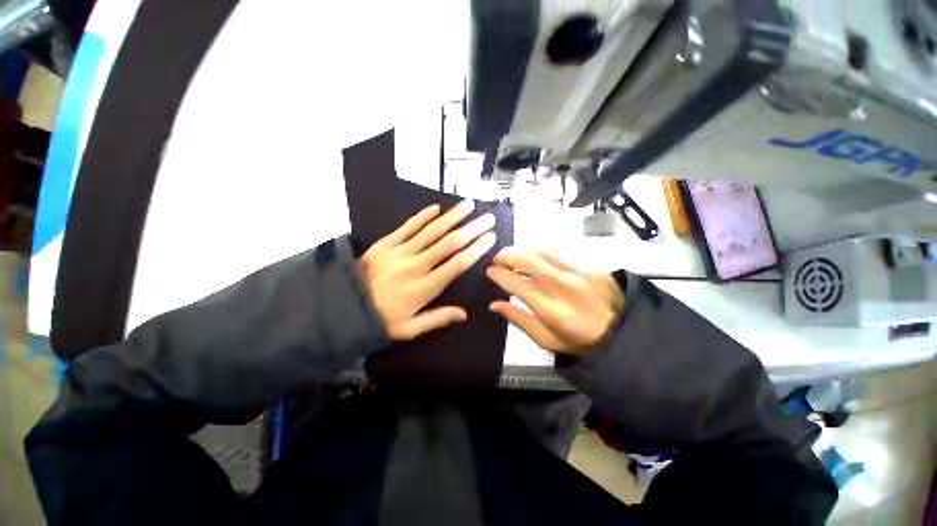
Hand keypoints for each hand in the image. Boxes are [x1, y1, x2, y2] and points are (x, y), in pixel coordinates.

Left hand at [359, 200, 496, 339]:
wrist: (342, 307)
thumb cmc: (379, 319)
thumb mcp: (409, 329)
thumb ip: (437, 319)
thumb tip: (464, 314)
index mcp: (422, 289)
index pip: (456, 265)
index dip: (475, 250)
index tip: (490, 238)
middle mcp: (414, 267)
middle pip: (448, 244)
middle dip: (471, 229)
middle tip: (488, 218)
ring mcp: (398, 252)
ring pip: (431, 231)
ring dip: (452, 217)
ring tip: (468, 205)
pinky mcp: (385, 244)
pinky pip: (406, 227)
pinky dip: (422, 216)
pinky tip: (436, 208)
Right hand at [486, 249, 624, 354]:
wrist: (621, 332)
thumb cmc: (579, 341)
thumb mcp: (546, 339)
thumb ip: (518, 319)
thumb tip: (494, 304)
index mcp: (553, 311)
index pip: (519, 286)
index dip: (500, 275)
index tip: (489, 271)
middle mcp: (566, 287)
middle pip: (530, 261)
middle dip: (508, 255)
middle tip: (497, 258)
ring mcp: (581, 273)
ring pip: (543, 251)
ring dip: (523, 250)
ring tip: (512, 255)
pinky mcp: (590, 265)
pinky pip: (559, 252)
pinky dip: (540, 252)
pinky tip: (534, 256)